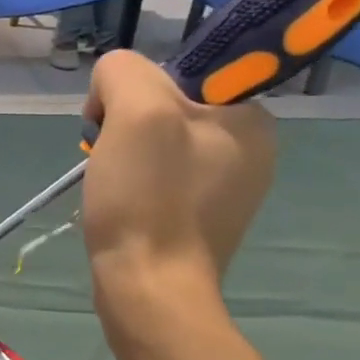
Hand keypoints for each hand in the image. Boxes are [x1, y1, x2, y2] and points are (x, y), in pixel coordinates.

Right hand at [81, 50, 275, 317]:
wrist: (149, 287)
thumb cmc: (147, 198)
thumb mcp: (136, 112)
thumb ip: (124, 72)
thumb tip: (110, 87)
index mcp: (249, 116)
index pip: (179, 72)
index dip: (134, 91)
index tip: (117, 125)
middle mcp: (249, 146)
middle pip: (165, 107)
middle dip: (125, 124)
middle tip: (109, 158)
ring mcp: (227, 185)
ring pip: (158, 142)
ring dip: (124, 154)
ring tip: (111, 184)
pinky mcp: (201, 216)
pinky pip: (160, 176)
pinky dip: (133, 182)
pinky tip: (121, 203)